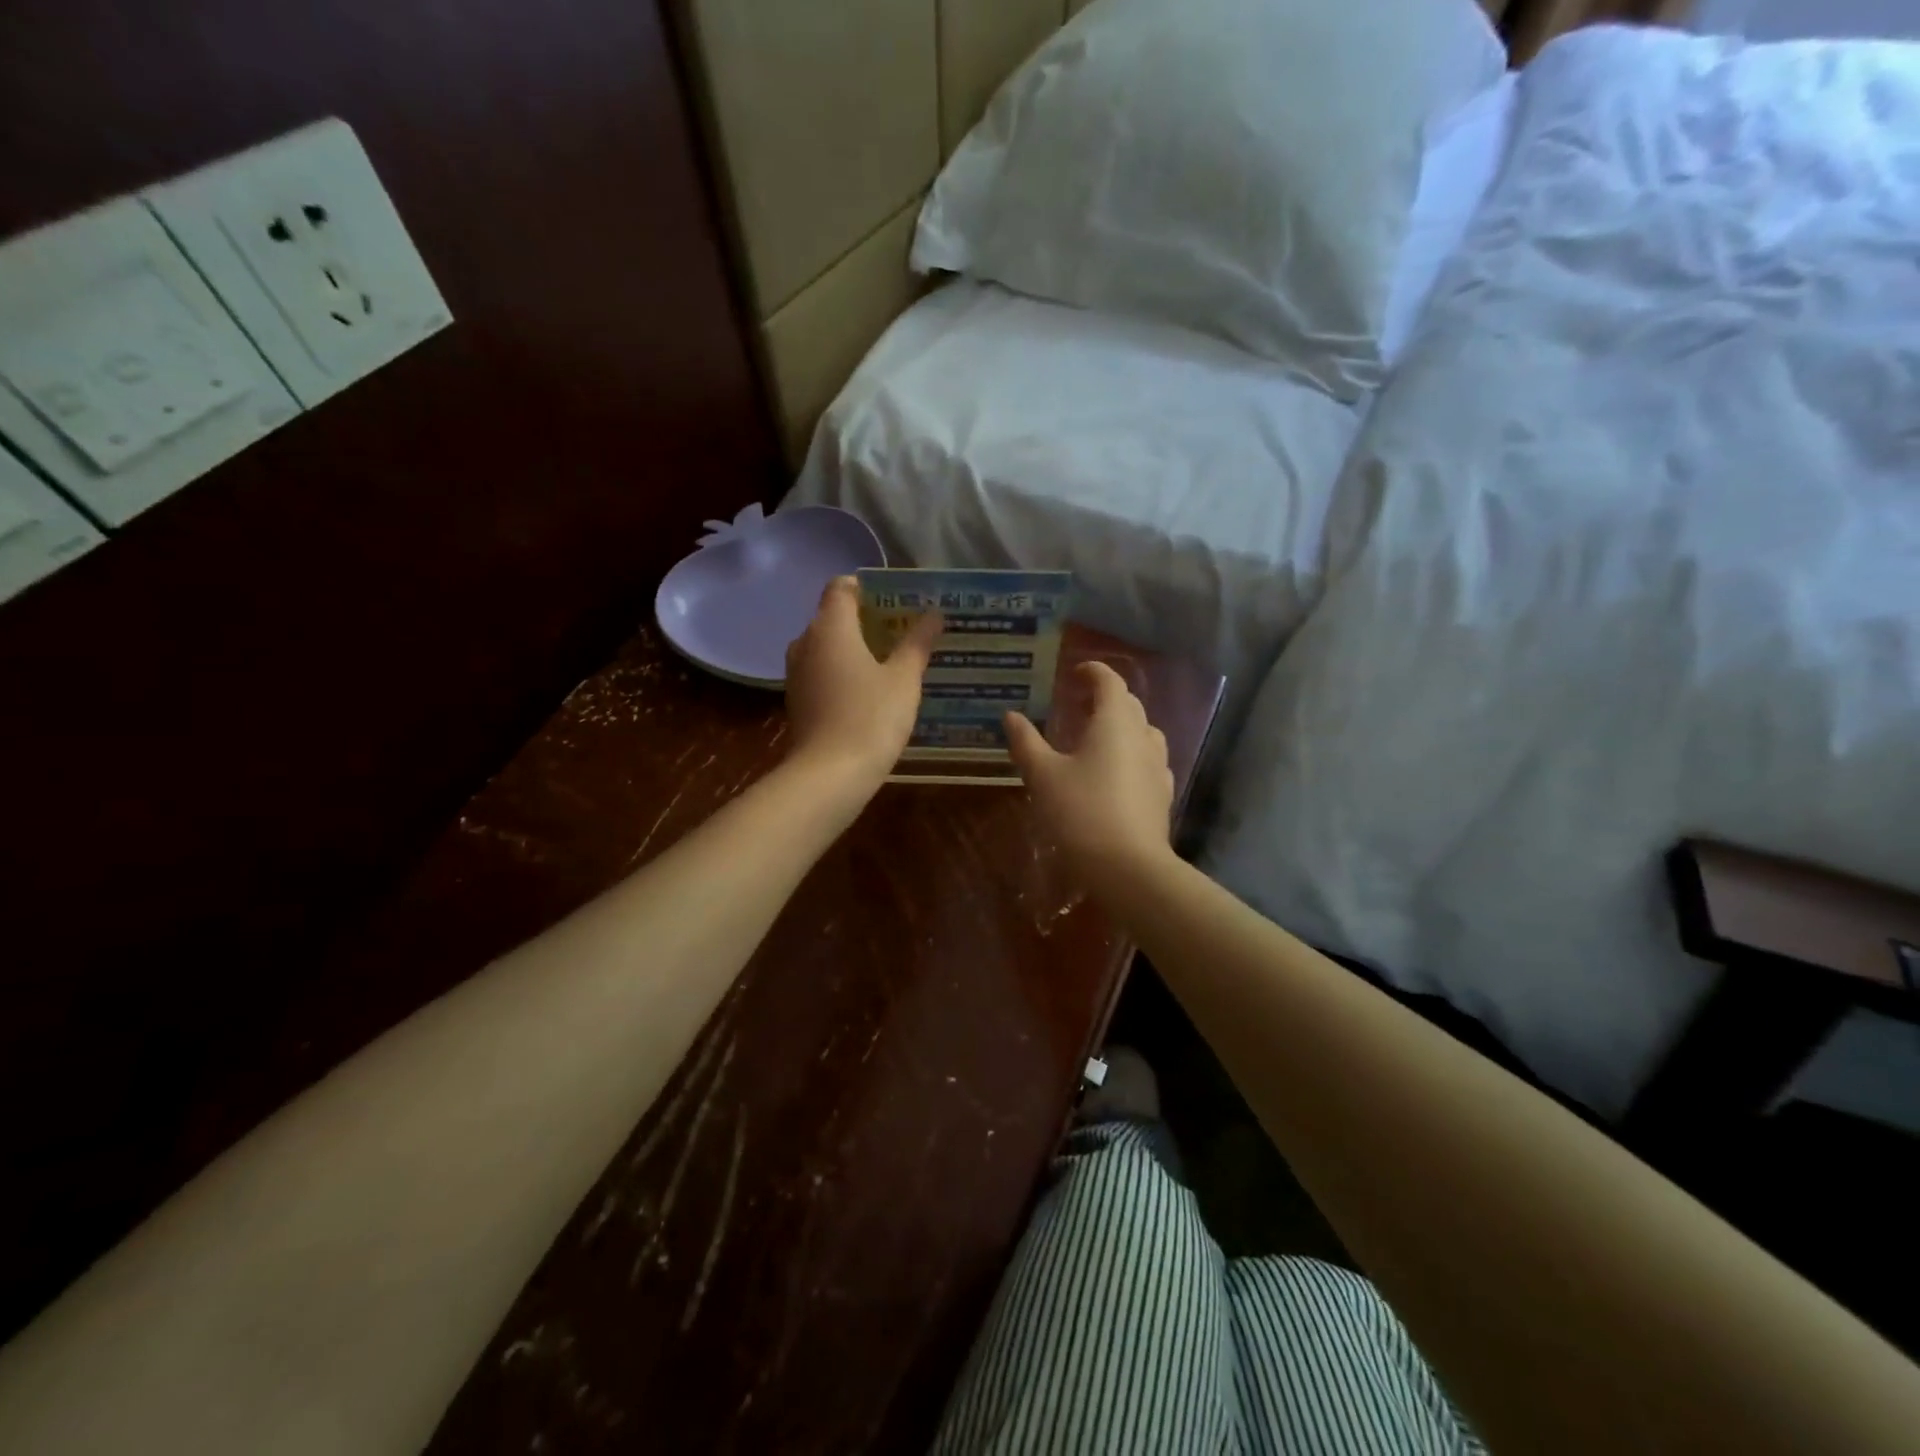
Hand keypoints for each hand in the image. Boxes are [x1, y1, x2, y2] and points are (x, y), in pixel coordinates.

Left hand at [785, 577, 940, 786]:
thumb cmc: (871, 717)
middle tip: (904, 631)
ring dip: (855, 648)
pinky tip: (870, 691)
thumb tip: (934, 614)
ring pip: (827, 646)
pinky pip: (822, 671)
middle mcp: (805, 642)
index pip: (841, 586)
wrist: (829, 775)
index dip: (868, 587)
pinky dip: (843, 672)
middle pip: (834, 616)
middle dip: (867, 619)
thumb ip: (917, 642)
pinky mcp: (797, 700)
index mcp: (830, 627)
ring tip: (891, 661)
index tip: (897, 601)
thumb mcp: (904, 679)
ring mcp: (796, 673)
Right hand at [1004, 661, 1174, 893]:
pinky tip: (1115, 774)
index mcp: (1115, 722)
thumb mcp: (1043, 776)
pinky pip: (1148, 761)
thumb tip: (1011, 715)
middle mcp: (1142, 736)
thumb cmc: (1081, 813)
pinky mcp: (1162, 795)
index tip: (1074, 673)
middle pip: (1129, 704)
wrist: (1128, 868)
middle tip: (1077, 705)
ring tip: (1095, 739)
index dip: (1092, 672)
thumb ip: (1026, 742)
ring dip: (1121, 726)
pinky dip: (1130, 755)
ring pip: (1142, 732)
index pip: (1110, 681)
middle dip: (1105, 698)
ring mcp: (1158, 766)